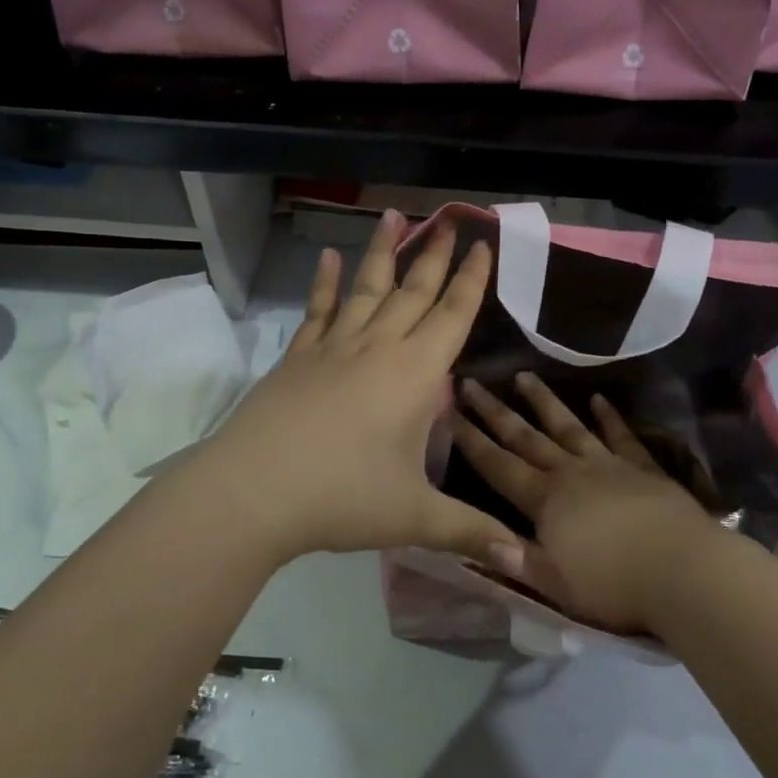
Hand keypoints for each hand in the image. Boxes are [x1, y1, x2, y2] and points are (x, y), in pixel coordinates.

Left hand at [183, 212, 527, 574]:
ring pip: (367, 288)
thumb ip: (471, 532)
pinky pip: (319, 311)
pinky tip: (328, 258)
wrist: (253, 491)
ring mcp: (334, 348)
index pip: (453, 315)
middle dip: (436, 255)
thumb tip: (524, 561)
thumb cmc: (343, 498)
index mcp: (415, 374)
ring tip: (395, 215)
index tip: (483, 244)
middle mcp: (378, 347)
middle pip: (414, 291)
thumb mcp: (415, 518)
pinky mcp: (298, 357)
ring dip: (384, 252)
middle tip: (450, 219)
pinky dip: (326, 283)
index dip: (472, 280)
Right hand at [453, 373, 732, 634]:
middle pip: (527, 437)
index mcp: (545, 501)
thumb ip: (516, 559)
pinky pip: (621, 436)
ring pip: (569, 426)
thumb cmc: (613, 585)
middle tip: (473, 382)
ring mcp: (608, 466)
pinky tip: (599, 399)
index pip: (498, 466)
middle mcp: (571, 473)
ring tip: (525, 375)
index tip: (450, 412)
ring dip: (545, 401)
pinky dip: (609, 417)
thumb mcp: (554, 584)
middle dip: (496, 411)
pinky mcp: (643, 468)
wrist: (684, 571)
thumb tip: (476, 540)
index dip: (471, 441)